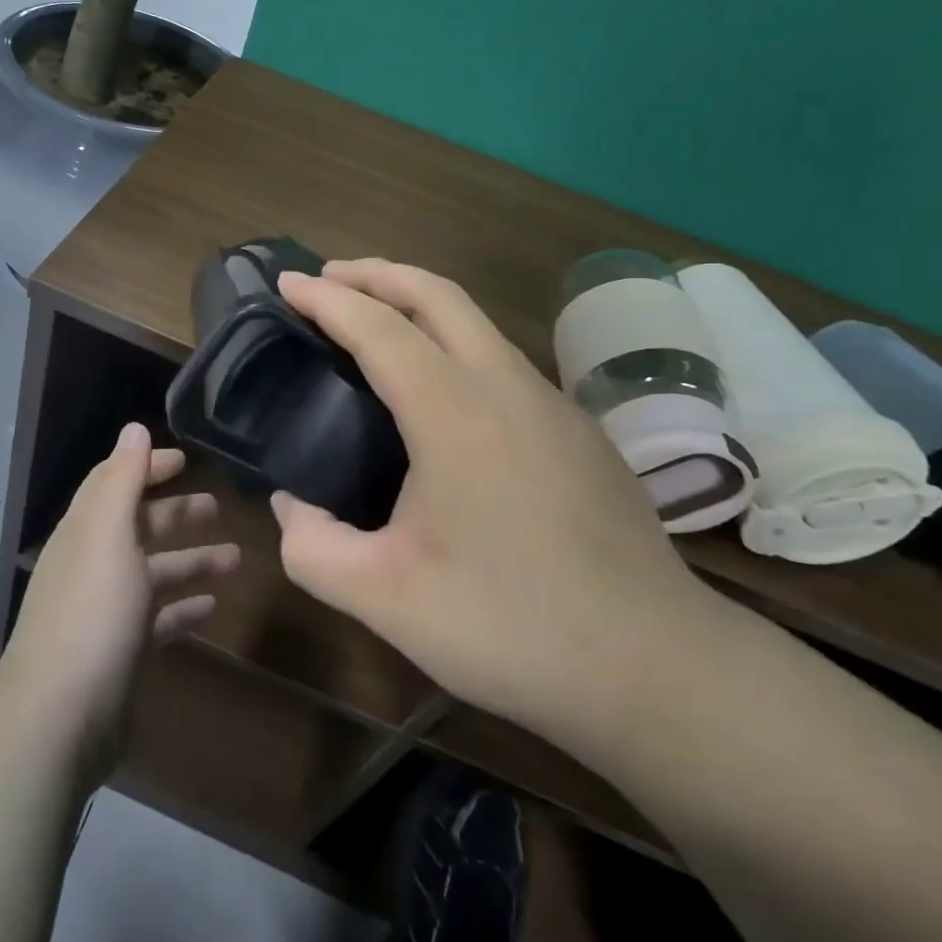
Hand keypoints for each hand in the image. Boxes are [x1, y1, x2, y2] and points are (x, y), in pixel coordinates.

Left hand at [0, 423, 239, 786]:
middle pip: (139, 528)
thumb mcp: (109, 533)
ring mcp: (106, 612)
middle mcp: (93, 565)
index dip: (146, 467)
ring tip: (235, 560)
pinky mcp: (121, 652)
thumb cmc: (92, 612)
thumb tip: (133, 428)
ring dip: (192, 562)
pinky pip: (158, 620)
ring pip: (154, 574)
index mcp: (86, 531)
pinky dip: (183, 610)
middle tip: (219, 508)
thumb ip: (123, 479)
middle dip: (177, 515)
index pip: (115, 484)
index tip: (185, 460)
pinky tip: (212, 609)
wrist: (60, 716)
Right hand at [272, 260, 724, 755]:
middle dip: (378, 273)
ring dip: (420, 305)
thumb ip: (314, 549)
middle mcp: (507, 386)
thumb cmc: (510, 626)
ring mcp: (553, 404)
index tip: (286, 282)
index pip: (377, 327)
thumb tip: (291, 507)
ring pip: (478, 324)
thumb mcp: (384, 599)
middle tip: (330, 276)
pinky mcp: (580, 431)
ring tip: (378, 323)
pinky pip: (504, 363)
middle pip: (437, 294)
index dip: (326, 299)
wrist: (656, 667)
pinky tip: (444, 396)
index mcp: (454, 412)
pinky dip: (457, 346)